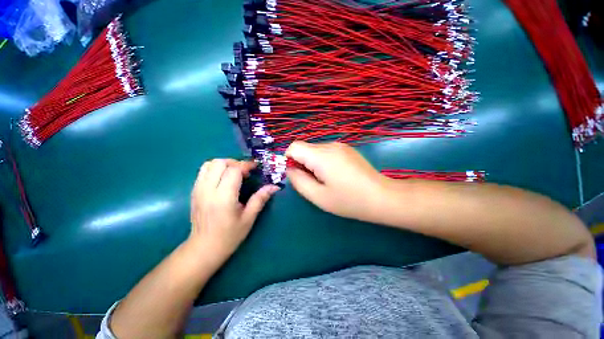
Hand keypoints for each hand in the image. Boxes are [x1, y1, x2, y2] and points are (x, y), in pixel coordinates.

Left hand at [190, 159, 279, 257]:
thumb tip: (274, 186)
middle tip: (245, 171)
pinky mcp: (193, 191)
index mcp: (223, 198)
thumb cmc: (229, 236)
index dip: (246, 165)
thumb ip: (260, 199)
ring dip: (224, 164)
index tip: (255, 167)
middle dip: (235, 162)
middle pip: (219, 163)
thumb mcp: (249, 218)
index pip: (233, 171)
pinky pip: (203, 171)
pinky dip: (215, 169)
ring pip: (209, 164)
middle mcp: (208, 190)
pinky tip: (224, 179)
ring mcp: (198, 190)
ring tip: (234, 173)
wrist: (204, 248)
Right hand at [285, 141, 385, 221]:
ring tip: (326, 180)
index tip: (297, 175)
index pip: (294, 146)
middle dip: (302, 163)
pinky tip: (336, 175)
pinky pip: (327, 152)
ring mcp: (341, 146)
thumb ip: (298, 181)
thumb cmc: (349, 200)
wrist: (382, 197)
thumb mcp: (318, 196)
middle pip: (305, 148)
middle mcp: (330, 145)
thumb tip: (290, 169)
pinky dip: (323, 162)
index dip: (289, 159)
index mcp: (321, 155)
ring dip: (313, 163)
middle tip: (313, 182)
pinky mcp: (347, 149)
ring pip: (316, 150)